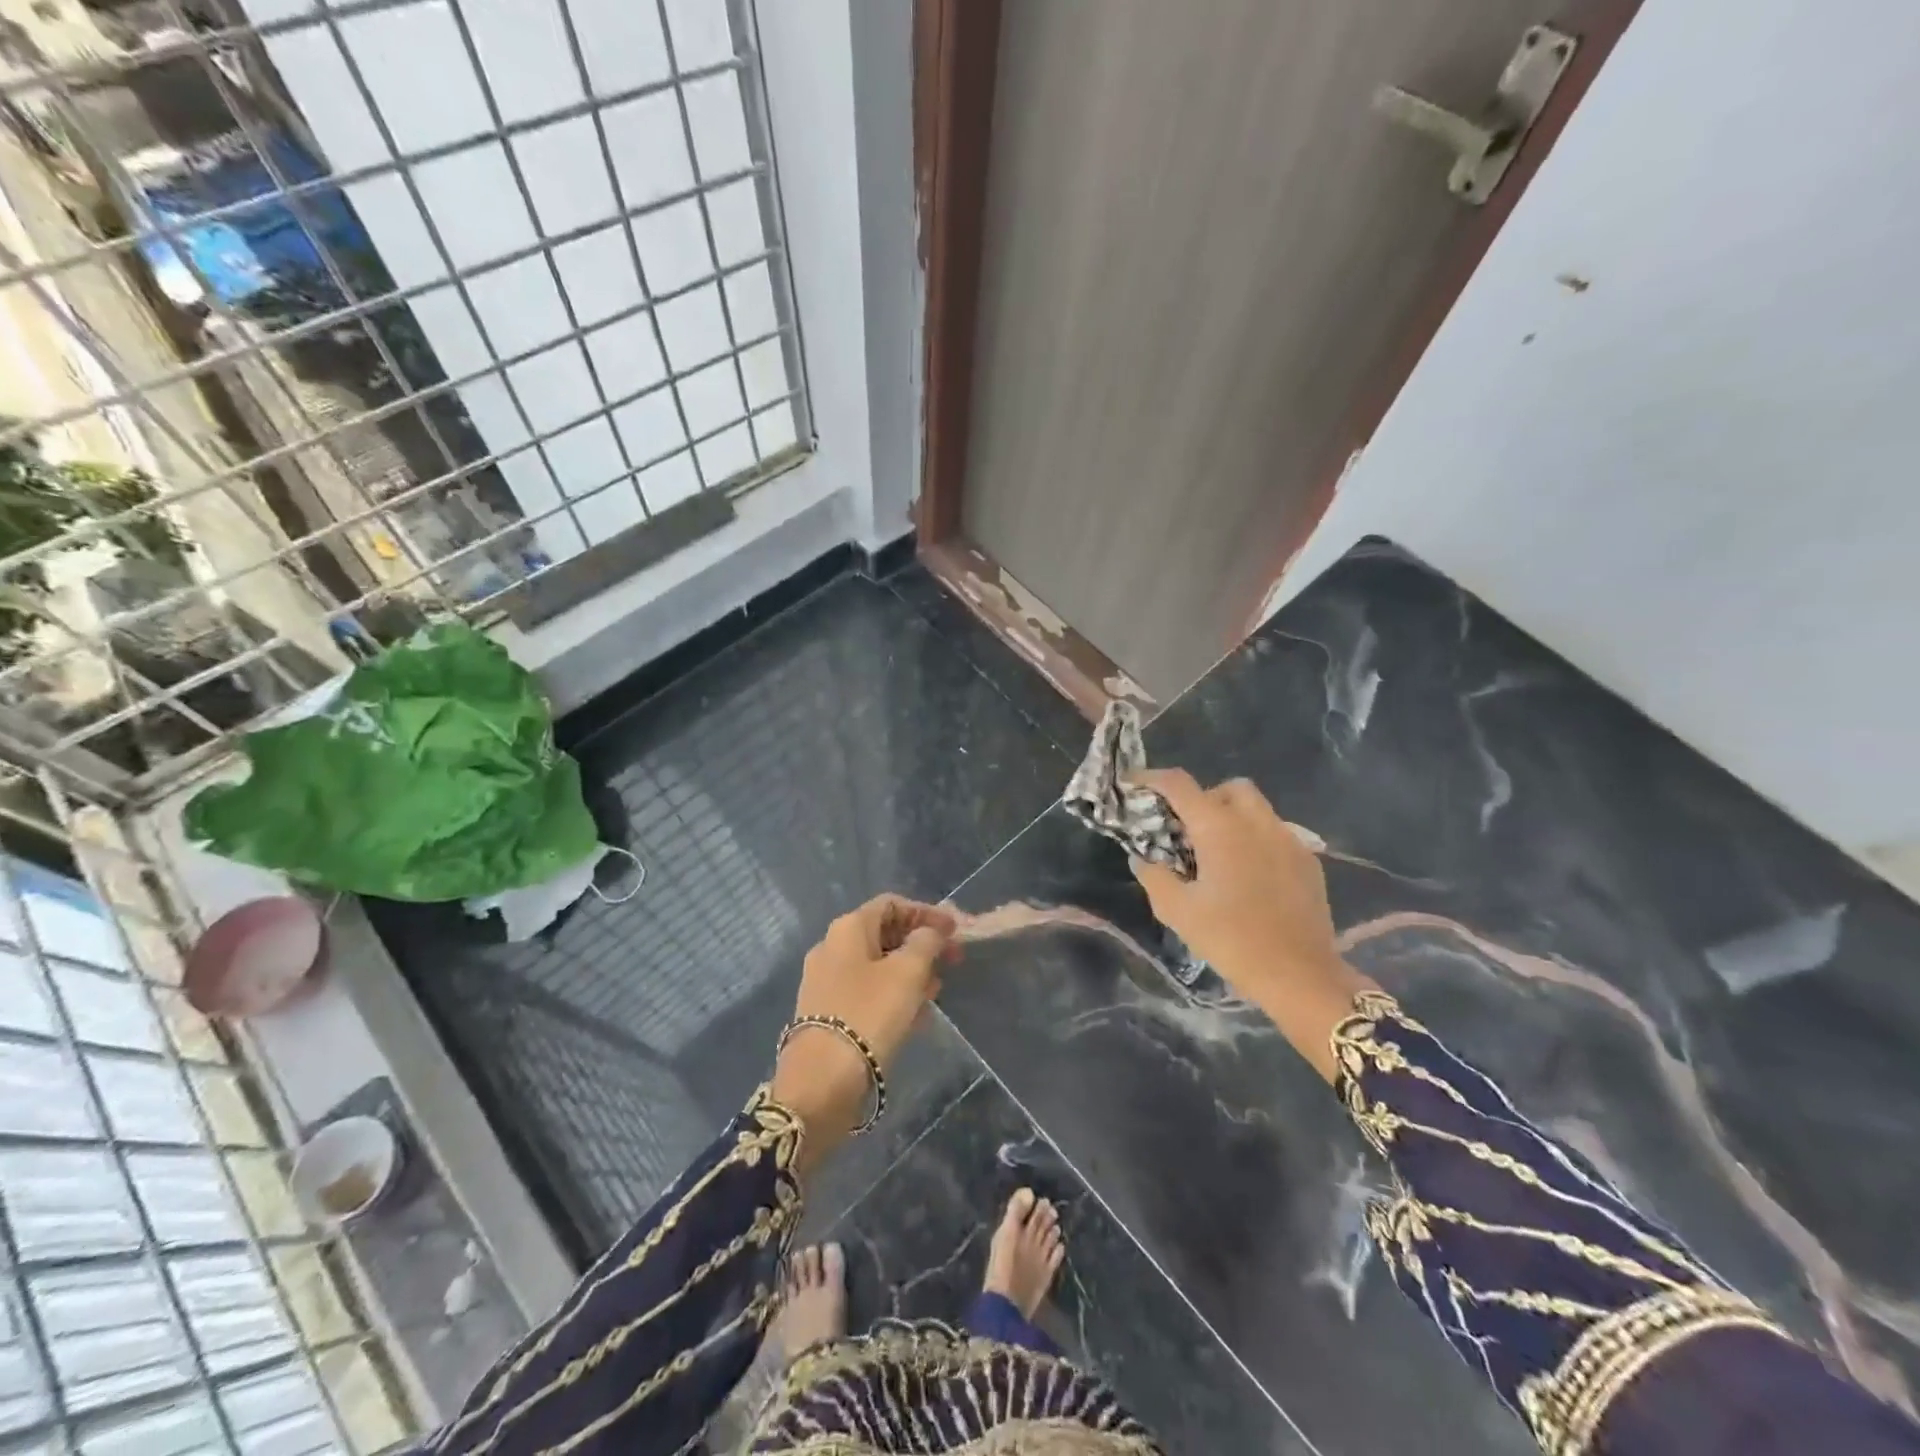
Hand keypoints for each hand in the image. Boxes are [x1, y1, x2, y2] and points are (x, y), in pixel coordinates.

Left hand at [772, 894, 958, 1167]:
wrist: (822, 1082)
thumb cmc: (869, 1015)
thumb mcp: (907, 973)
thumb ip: (925, 943)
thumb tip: (930, 931)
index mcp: (848, 929)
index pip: (891, 904)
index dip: (926, 913)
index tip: (955, 930)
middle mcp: (832, 948)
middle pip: (884, 933)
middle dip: (921, 944)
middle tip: (952, 960)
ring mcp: (826, 982)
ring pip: (877, 965)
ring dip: (910, 971)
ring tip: (937, 989)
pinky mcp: (828, 1013)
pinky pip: (868, 992)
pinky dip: (893, 994)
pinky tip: (915, 1015)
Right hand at [1127, 769, 1371, 1081]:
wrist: (1300, 975)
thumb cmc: (1232, 940)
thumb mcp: (1178, 912)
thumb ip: (1154, 877)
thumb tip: (1142, 857)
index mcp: (1220, 828)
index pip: (1179, 785)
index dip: (1151, 778)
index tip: (1133, 785)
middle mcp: (1256, 822)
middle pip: (1227, 788)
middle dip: (1203, 798)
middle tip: (1187, 829)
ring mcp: (1288, 838)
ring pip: (1257, 808)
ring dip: (1232, 817)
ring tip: (1218, 853)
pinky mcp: (1308, 860)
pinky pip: (1277, 833)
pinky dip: (1256, 839)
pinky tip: (1249, 874)